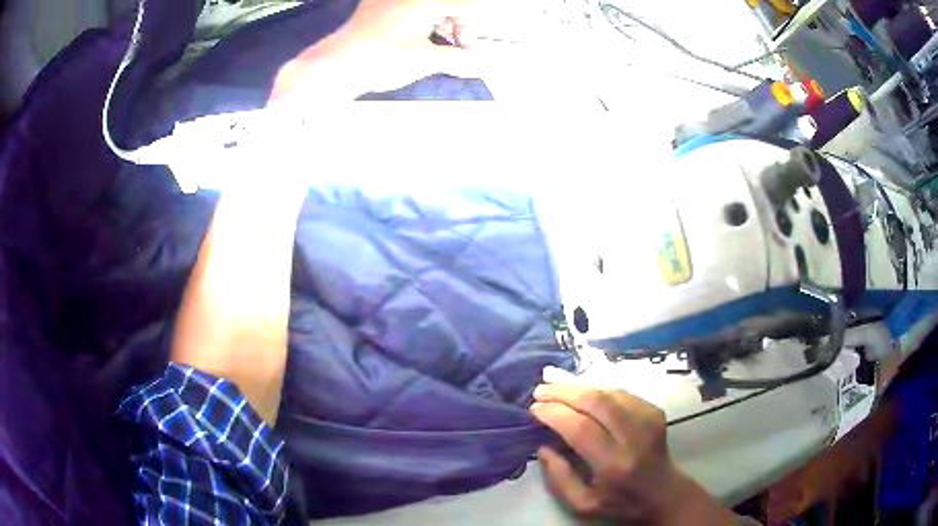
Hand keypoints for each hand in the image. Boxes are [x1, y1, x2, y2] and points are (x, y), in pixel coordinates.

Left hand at [270, 0, 496, 101]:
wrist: (336, 66)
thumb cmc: (382, 59)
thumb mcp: (425, 60)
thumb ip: (456, 59)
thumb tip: (476, 64)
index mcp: (425, 2)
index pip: (464, 6)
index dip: (471, 28)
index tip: (467, 48)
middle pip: (446, 4)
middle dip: (456, 23)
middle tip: (455, 47)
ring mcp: (389, 0)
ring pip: (427, 6)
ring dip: (439, 22)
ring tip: (437, 43)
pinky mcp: (374, 8)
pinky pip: (408, 8)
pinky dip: (419, 20)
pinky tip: (416, 38)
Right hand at [530, 384, 735, 524]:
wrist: (663, 493)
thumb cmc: (620, 502)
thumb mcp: (582, 505)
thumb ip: (559, 478)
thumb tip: (543, 446)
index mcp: (614, 463)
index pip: (580, 428)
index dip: (555, 413)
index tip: (534, 409)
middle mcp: (634, 436)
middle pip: (597, 401)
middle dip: (564, 391)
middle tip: (540, 389)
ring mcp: (648, 419)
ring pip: (609, 390)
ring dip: (579, 385)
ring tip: (554, 382)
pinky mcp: (654, 410)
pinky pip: (620, 391)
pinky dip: (597, 387)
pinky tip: (581, 389)